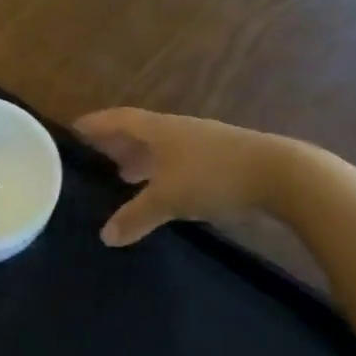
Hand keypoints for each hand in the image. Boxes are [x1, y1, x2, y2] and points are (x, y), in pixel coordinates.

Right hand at [72, 108, 267, 245]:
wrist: (280, 174)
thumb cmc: (213, 176)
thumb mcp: (168, 199)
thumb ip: (135, 216)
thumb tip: (105, 236)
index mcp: (158, 129)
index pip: (118, 120)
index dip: (96, 123)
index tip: (75, 128)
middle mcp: (177, 129)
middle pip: (139, 131)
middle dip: (116, 142)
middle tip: (95, 155)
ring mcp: (202, 142)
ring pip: (162, 147)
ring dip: (141, 158)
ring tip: (124, 175)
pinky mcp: (222, 158)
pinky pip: (180, 160)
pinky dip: (163, 171)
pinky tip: (164, 189)